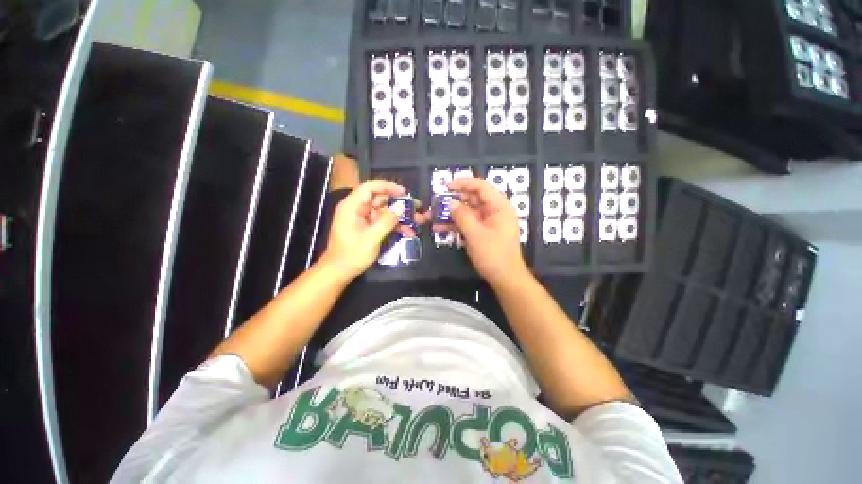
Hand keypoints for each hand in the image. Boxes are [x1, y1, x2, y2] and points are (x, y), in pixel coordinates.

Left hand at [321, 179, 407, 279]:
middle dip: (399, 204)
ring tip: (417, 222)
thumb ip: (387, 221)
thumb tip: (401, 206)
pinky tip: (408, 232)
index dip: (387, 186)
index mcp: (352, 206)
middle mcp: (357, 209)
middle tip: (417, 207)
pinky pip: (383, 222)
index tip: (404, 192)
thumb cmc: (352, 255)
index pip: (370, 187)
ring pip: (384, 211)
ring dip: (400, 217)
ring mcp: (363, 219)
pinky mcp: (367, 227)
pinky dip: (395, 226)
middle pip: (380, 199)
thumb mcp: (372, 238)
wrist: (339, 272)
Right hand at [440, 177, 528, 285]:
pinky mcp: (483, 232)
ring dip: (451, 214)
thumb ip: (462, 216)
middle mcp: (494, 211)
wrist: (505, 279)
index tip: (446, 186)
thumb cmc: (493, 254)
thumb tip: (450, 203)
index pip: (481, 186)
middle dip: (454, 201)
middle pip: (473, 199)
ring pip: (468, 212)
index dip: (463, 183)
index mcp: (499, 206)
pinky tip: (440, 227)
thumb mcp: (475, 234)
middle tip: (436, 203)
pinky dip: (456, 224)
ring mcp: (488, 222)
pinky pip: (468, 223)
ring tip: (433, 217)